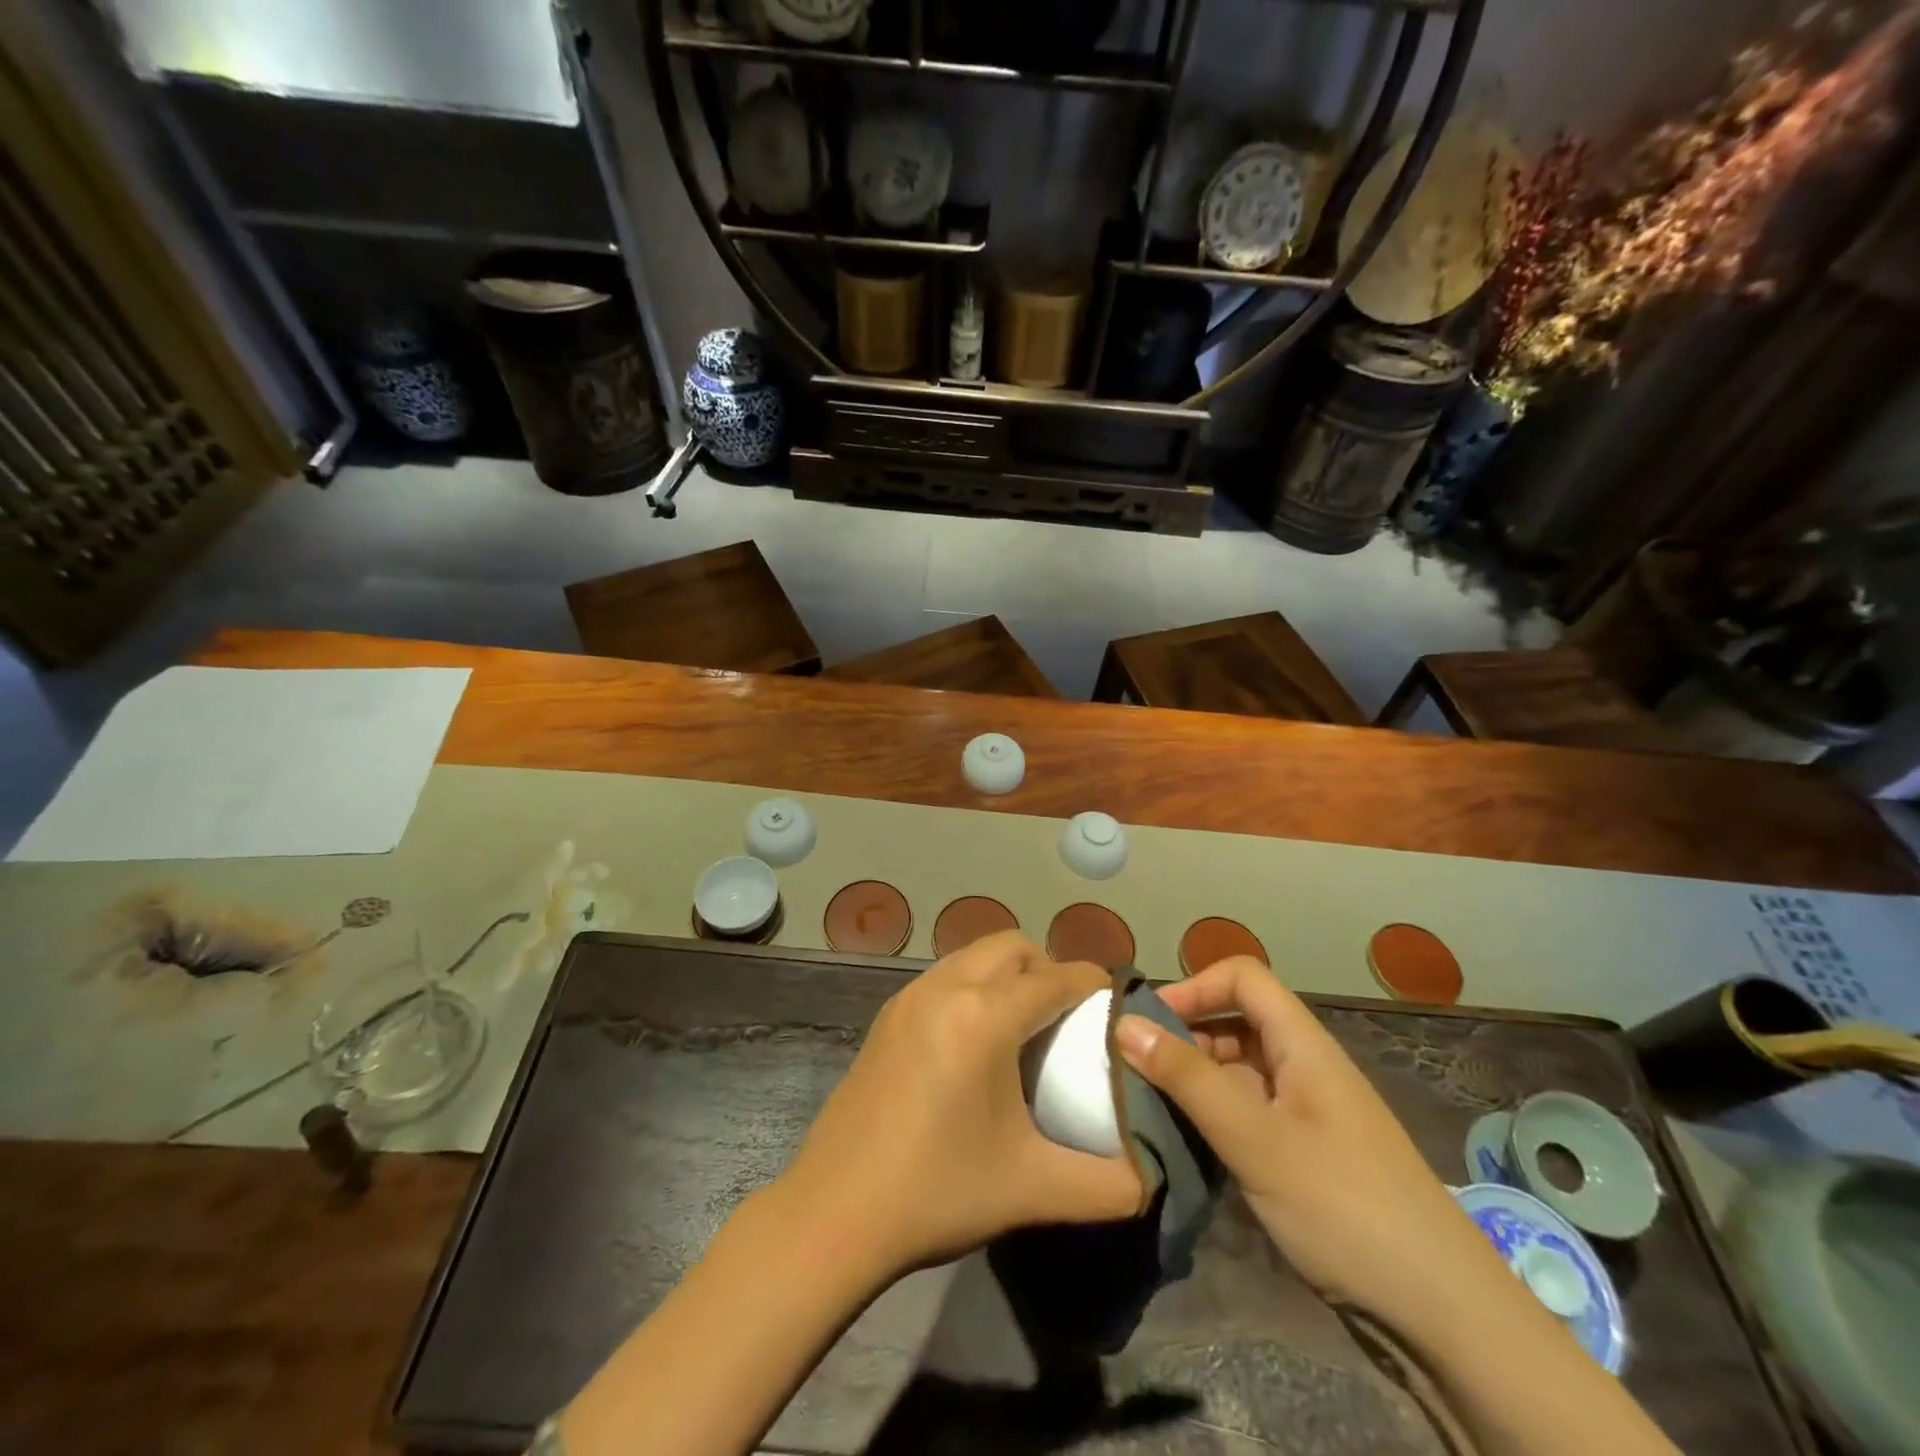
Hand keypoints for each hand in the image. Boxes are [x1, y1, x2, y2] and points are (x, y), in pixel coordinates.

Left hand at [783, 932, 1143, 1275]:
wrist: (834, 1212)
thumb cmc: (938, 1191)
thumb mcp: (1034, 1189)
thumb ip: (1110, 1184)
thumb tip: (1153, 1175)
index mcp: (984, 1017)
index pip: (1054, 977)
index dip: (1092, 983)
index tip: (1117, 1003)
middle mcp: (946, 988)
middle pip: (1012, 947)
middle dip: (1048, 967)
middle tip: (1069, 1016)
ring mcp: (909, 996)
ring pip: (973, 954)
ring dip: (1008, 972)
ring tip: (1026, 1024)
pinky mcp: (887, 1015)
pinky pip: (945, 975)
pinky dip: (974, 985)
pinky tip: (977, 1040)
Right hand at [1115, 957, 1508, 1327]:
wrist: (1444, 1317)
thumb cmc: (1345, 1208)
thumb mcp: (1256, 1139)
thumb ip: (1188, 1079)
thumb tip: (1123, 1024)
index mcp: (1303, 1045)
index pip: (1243, 977)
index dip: (1194, 987)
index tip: (1148, 1023)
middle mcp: (1304, 1067)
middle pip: (1235, 1022)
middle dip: (1183, 1035)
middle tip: (1133, 1070)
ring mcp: (1306, 1114)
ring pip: (1237, 1071)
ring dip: (1193, 1079)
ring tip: (1147, 1107)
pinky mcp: (1304, 1156)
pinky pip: (1247, 1114)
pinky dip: (1212, 1117)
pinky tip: (1184, 1144)